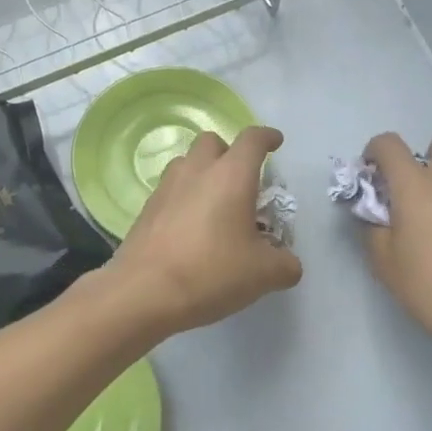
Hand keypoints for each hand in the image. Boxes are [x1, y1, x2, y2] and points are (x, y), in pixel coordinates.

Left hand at [110, 125, 302, 337]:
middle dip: (229, 153)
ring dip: (203, 173)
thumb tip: (288, 264)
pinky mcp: (146, 210)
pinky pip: (170, 191)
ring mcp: (166, 189)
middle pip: (212, 142)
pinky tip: (191, 229)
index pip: (252, 140)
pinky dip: (184, 198)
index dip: (267, 137)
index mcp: (231, 176)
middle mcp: (197, 172)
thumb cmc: (211, 273)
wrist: (143, 293)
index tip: (276, 142)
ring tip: (215, 205)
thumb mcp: (263, 274)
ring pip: (186, 163)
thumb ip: (285, 265)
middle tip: (242, 181)